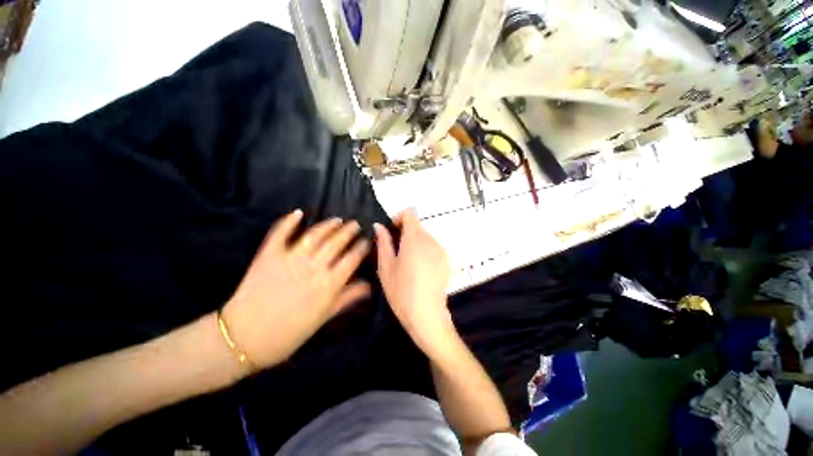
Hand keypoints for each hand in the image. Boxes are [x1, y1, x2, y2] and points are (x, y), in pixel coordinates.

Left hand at [222, 210, 370, 367]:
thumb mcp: (324, 318)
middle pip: (336, 243)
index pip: (351, 259)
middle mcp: (312, 267)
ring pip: (314, 235)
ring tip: (337, 220)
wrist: (244, 338)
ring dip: (328, 225)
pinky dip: (288, 221)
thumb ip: (347, 298)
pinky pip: (280, 234)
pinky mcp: (269, 255)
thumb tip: (369, 286)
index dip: (361, 247)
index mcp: (328, 284)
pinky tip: (298, 213)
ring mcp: (290, 259)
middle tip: (355, 224)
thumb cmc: (290, 333)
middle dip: (348, 231)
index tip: (367, 240)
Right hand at [375, 209, 453, 355]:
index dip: (399, 218)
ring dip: (413, 243)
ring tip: (405, 263)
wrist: (427, 314)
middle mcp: (431, 239)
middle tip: (394, 252)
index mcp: (415, 238)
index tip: (391, 232)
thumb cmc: (401, 290)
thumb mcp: (386, 266)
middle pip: (416, 226)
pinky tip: (417, 271)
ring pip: (424, 237)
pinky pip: (431, 247)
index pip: (410, 213)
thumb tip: (379, 226)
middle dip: (404, 233)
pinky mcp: (445, 260)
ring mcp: (440, 250)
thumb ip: (383, 242)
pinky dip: (422, 251)